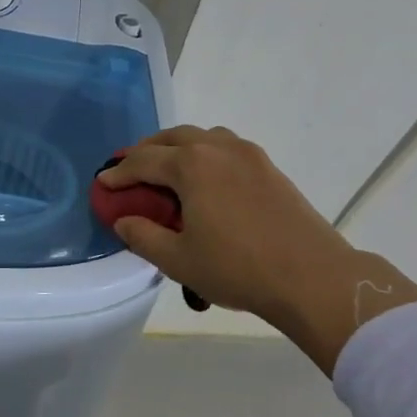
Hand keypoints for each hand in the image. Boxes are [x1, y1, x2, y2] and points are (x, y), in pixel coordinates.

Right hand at [98, 126, 416, 370]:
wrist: (314, 278)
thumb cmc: (238, 269)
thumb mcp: (178, 260)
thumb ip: (142, 236)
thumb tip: (123, 221)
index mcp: (191, 166)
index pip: (143, 161)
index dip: (118, 173)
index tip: (102, 183)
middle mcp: (218, 148)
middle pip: (172, 138)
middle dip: (145, 151)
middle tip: (129, 169)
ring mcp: (248, 155)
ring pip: (202, 137)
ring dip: (177, 147)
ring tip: (166, 169)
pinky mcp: (269, 168)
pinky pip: (226, 148)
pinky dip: (204, 154)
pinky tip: (205, 179)